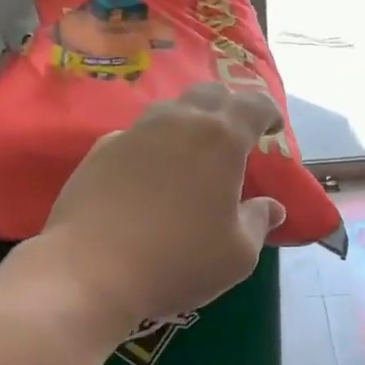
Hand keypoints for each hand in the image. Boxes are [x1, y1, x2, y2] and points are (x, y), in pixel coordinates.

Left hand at [34, 82, 286, 330]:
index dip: (268, 112)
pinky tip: (146, 177)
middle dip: (227, 108)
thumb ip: (258, 222)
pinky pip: (134, 137)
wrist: (91, 270)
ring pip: (168, 111)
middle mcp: (177, 123)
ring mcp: (133, 133)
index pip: (253, 104)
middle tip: (233, 136)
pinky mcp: (99, 151)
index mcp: (220, 139)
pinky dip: (150, 148)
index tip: (273, 128)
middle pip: (209, 94)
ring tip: (189, 154)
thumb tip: (271, 207)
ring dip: (186, 123)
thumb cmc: (179, 261)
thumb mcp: (237, 254)